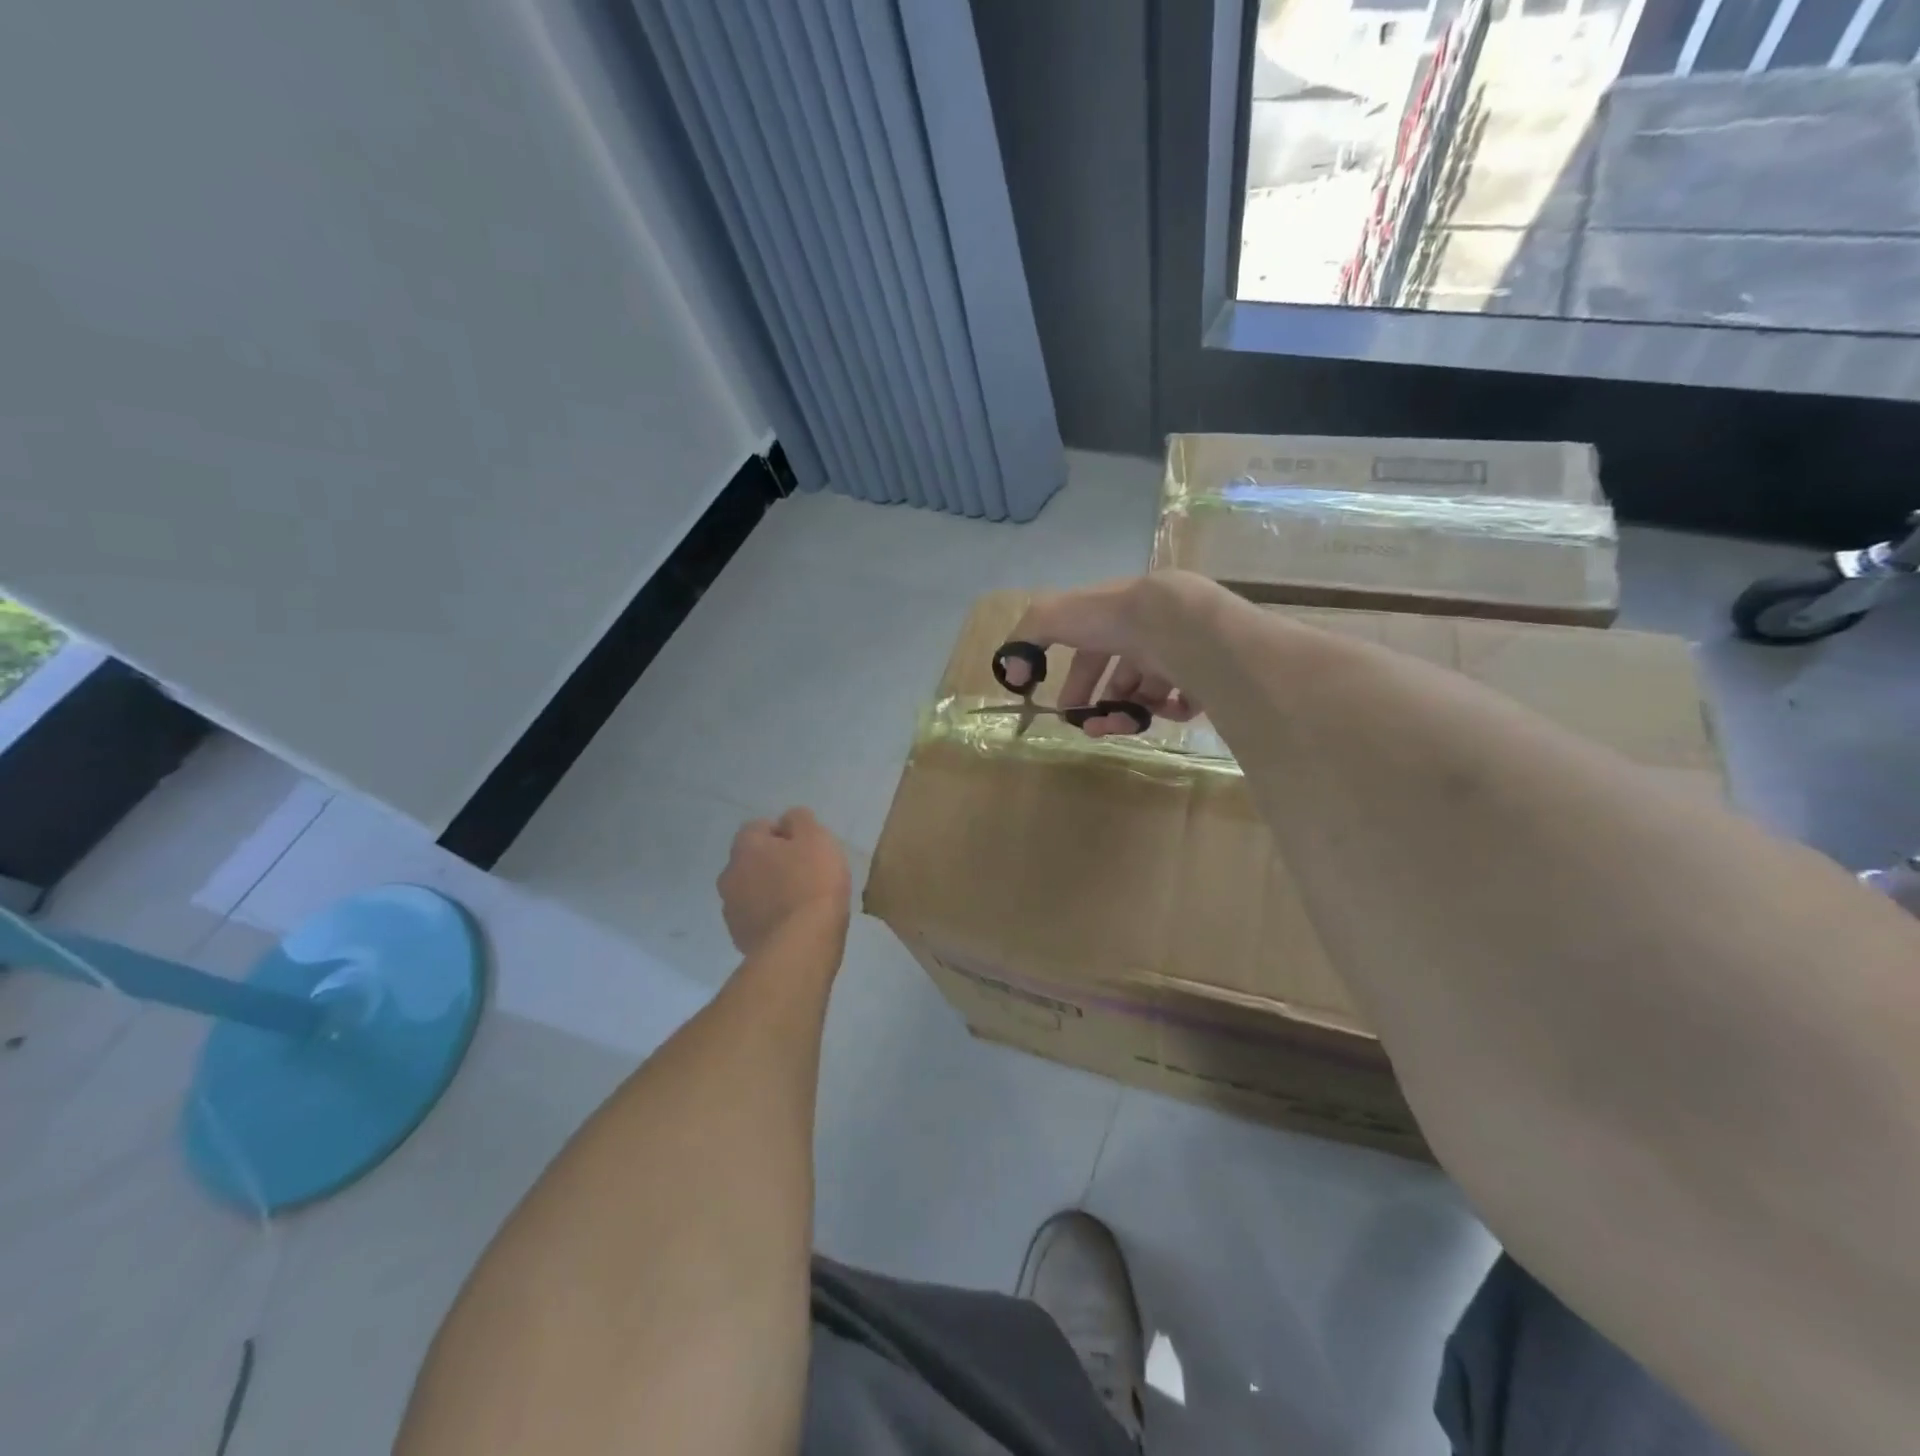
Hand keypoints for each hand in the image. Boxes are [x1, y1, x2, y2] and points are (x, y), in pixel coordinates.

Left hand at [718, 809, 851, 955]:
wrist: (801, 945)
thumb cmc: (812, 883)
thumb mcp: (816, 838)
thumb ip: (800, 820)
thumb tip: (788, 820)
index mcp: (745, 847)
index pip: (758, 827)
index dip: (784, 833)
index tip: (806, 847)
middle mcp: (729, 875)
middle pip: (751, 860)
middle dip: (772, 863)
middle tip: (804, 873)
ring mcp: (731, 910)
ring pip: (750, 890)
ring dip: (768, 891)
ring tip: (799, 902)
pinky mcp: (739, 939)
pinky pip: (755, 918)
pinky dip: (769, 917)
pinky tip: (792, 924)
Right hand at [1004, 574, 1208, 735]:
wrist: (1177, 624)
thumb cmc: (1113, 619)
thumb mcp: (1054, 617)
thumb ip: (1026, 640)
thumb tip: (1013, 674)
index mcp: (1115, 619)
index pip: (1092, 653)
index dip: (1076, 683)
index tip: (1065, 711)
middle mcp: (1147, 635)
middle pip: (1121, 678)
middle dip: (1101, 706)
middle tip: (1093, 728)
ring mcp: (1178, 654)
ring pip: (1149, 693)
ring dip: (1130, 714)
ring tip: (1125, 723)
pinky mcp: (1204, 675)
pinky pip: (1185, 702)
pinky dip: (1169, 712)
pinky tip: (1161, 712)